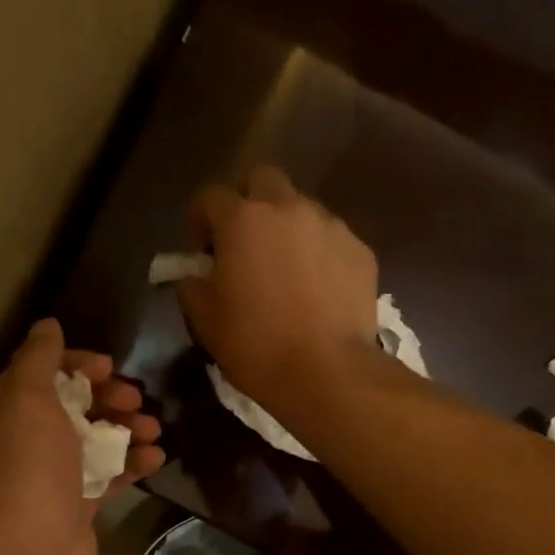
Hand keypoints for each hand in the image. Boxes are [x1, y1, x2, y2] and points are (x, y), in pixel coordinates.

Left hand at [0, 319, 163, 554]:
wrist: (29, 553)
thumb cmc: (28, 468)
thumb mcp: (28, 399)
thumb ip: (39, 359)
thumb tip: (47, 325)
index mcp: (1, 411)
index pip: (40, 372)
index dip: (76, 363)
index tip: (109, 367)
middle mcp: (22, 440)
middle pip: (72, 405)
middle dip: (108, 397)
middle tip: (135, 400)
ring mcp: (50, 475)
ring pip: (94, 439)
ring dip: (126, 429)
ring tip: (153, 430)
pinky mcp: (76, 505)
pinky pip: (107, 474)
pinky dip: (131, 464)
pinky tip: (157, 458)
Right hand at [178, 167, 378, 410]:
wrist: (328, 373)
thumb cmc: (257, 347)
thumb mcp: (206, 322)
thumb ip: (193, 287)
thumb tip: (194, 275)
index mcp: (243, 221)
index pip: (210, 197)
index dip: (199, 220)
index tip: (201, 251)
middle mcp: (289, 209)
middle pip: (263, 181)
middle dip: (249, 203)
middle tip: (245, 244)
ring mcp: (331, 227)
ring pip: (302, 210)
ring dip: (288, 230)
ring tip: (287, 271)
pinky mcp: (361, 251)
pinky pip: (332, 240)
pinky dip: (320, 255)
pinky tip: (318, 291)